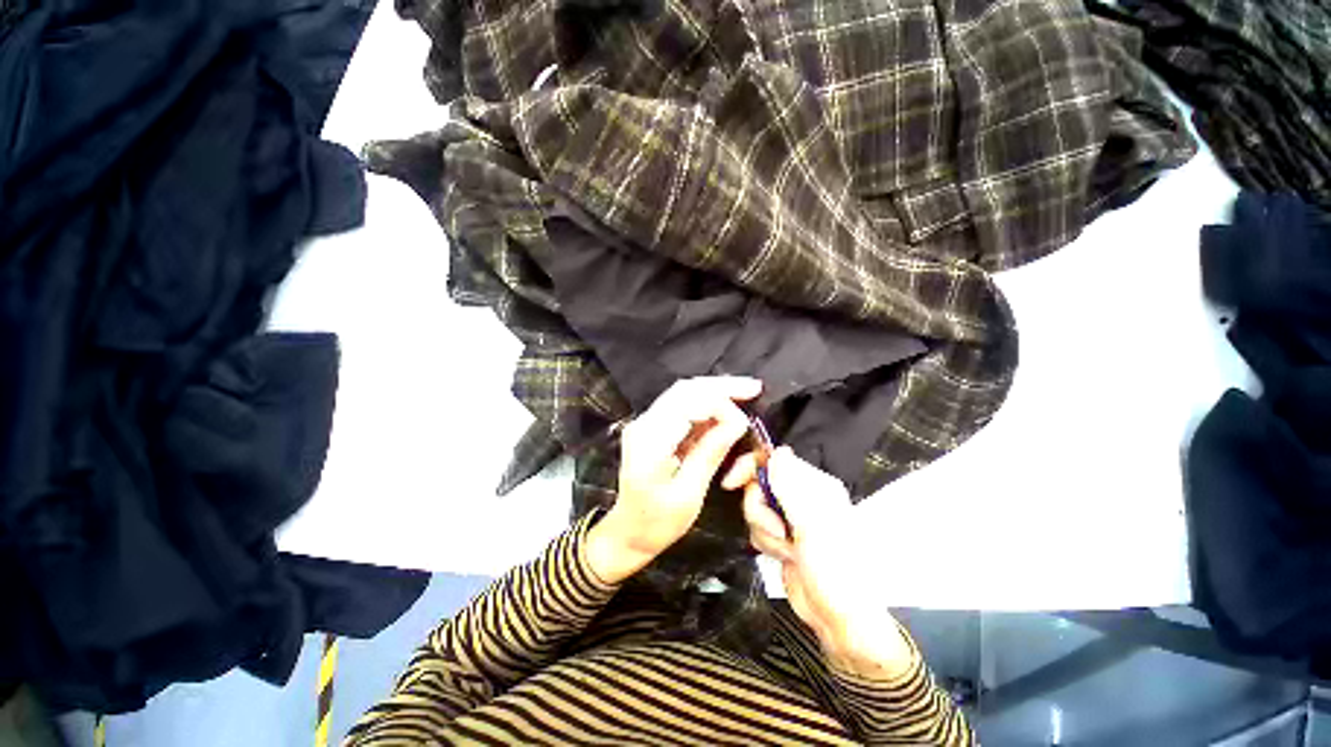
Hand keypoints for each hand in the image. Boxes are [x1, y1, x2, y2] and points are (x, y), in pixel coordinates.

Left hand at [584, 376, 761, 584]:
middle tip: (754, 388)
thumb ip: (711, 453)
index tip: (746, 422)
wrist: (627, 532)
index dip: (721, 405)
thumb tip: (738, 423)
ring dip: (714, 392)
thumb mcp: (689, 495)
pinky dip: (705, 404)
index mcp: (650, 442)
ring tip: (745, 393)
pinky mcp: (652, 427)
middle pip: (685, 390)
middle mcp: (644, 424)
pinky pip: (682, 406)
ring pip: (684, 394)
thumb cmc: (657, 523)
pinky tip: (725, 408)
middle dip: (721, 387)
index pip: (688, 404)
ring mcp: (646, 423)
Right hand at [724, 447, 916, 679]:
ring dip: (764, 531)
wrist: (839, 618)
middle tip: (778, 529)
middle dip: (760, 510)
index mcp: (814, 486)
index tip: (731, 482)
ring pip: (755, 509)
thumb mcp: (813, 525)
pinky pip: (758, 529)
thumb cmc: (836, 570)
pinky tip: (784, 556)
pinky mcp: (781, 537)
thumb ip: (790, 486)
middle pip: (758, 485)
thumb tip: (778, 450)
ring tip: (787, 549)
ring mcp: (790, 518)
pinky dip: (765, 543)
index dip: (750, 467)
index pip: (773, 460)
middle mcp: (800, 497)